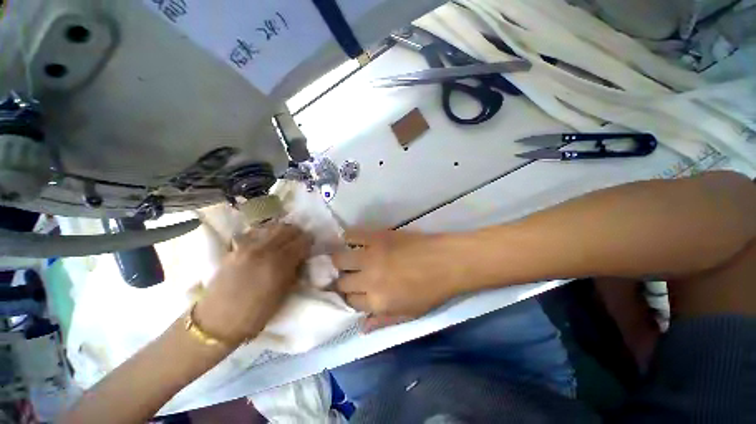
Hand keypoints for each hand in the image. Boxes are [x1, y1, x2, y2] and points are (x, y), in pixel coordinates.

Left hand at [195, 223, 311, 346]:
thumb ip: (294, 271)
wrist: (217, 322)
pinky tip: (268, 242)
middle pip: (288, 229)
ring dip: (284, 231)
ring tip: (285, 240)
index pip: (302, 242)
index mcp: (278, 264)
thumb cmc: (255, 315)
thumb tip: (301, 258)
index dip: (309, 242)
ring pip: (272, 227)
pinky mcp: (235, 248)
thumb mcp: (283, 295)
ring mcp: (246, 247)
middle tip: (300, 242)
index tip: (311, 246)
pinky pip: (256, 232)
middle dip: (298, 233)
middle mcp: (263, 250)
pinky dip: (267, 233)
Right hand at [332, 229, 468, 327]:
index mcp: (378, 302)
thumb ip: (383, 321)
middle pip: (342, 281)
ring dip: (339, 261)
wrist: (446, 261)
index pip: (350, 302)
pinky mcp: (376, 236)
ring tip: (344, 259)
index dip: (350, 297)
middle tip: (347, 275)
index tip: (352, 291)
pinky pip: (352, 235)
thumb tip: (361, 327)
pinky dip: (347, 238)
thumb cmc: (431, 290)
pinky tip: (349, 241)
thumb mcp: (409, 314)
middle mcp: (369, 279)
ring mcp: (371, 255)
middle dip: (342, 281)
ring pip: (340, 259)